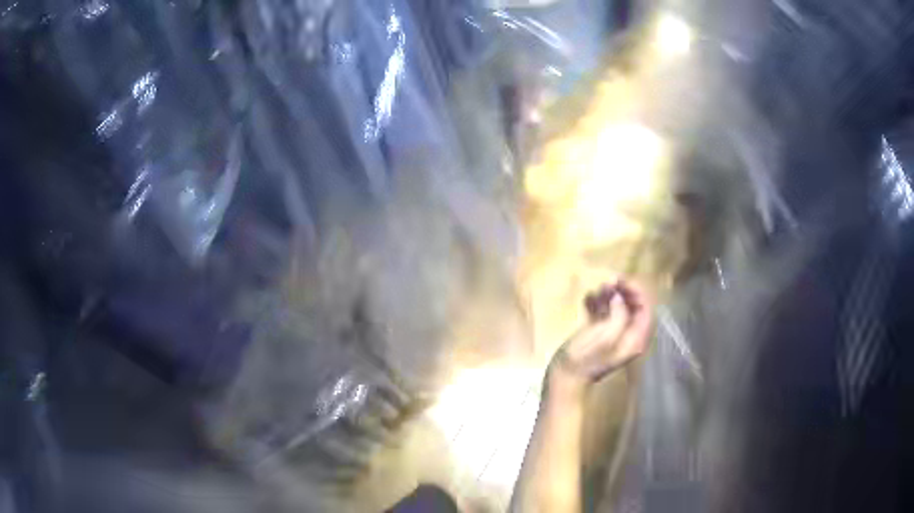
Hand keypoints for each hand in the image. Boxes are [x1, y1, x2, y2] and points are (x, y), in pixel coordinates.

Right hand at [548, 280, 652, 395]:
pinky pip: (605, 314)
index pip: (646, 308)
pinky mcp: (600, 336)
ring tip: (595, 291)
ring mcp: (614, 336)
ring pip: (618, 309)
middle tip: (607, 283)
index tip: (620, 281)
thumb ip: (618, 314)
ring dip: (609, 296)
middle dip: (622, 292)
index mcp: (636, 338)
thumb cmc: (584, 358)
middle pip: (634, 307)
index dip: (637, 292)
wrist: (564, 378)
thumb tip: (619, 298)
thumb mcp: (605, 335)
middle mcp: (629, 337)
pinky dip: (598, 304)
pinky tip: (587, 299)